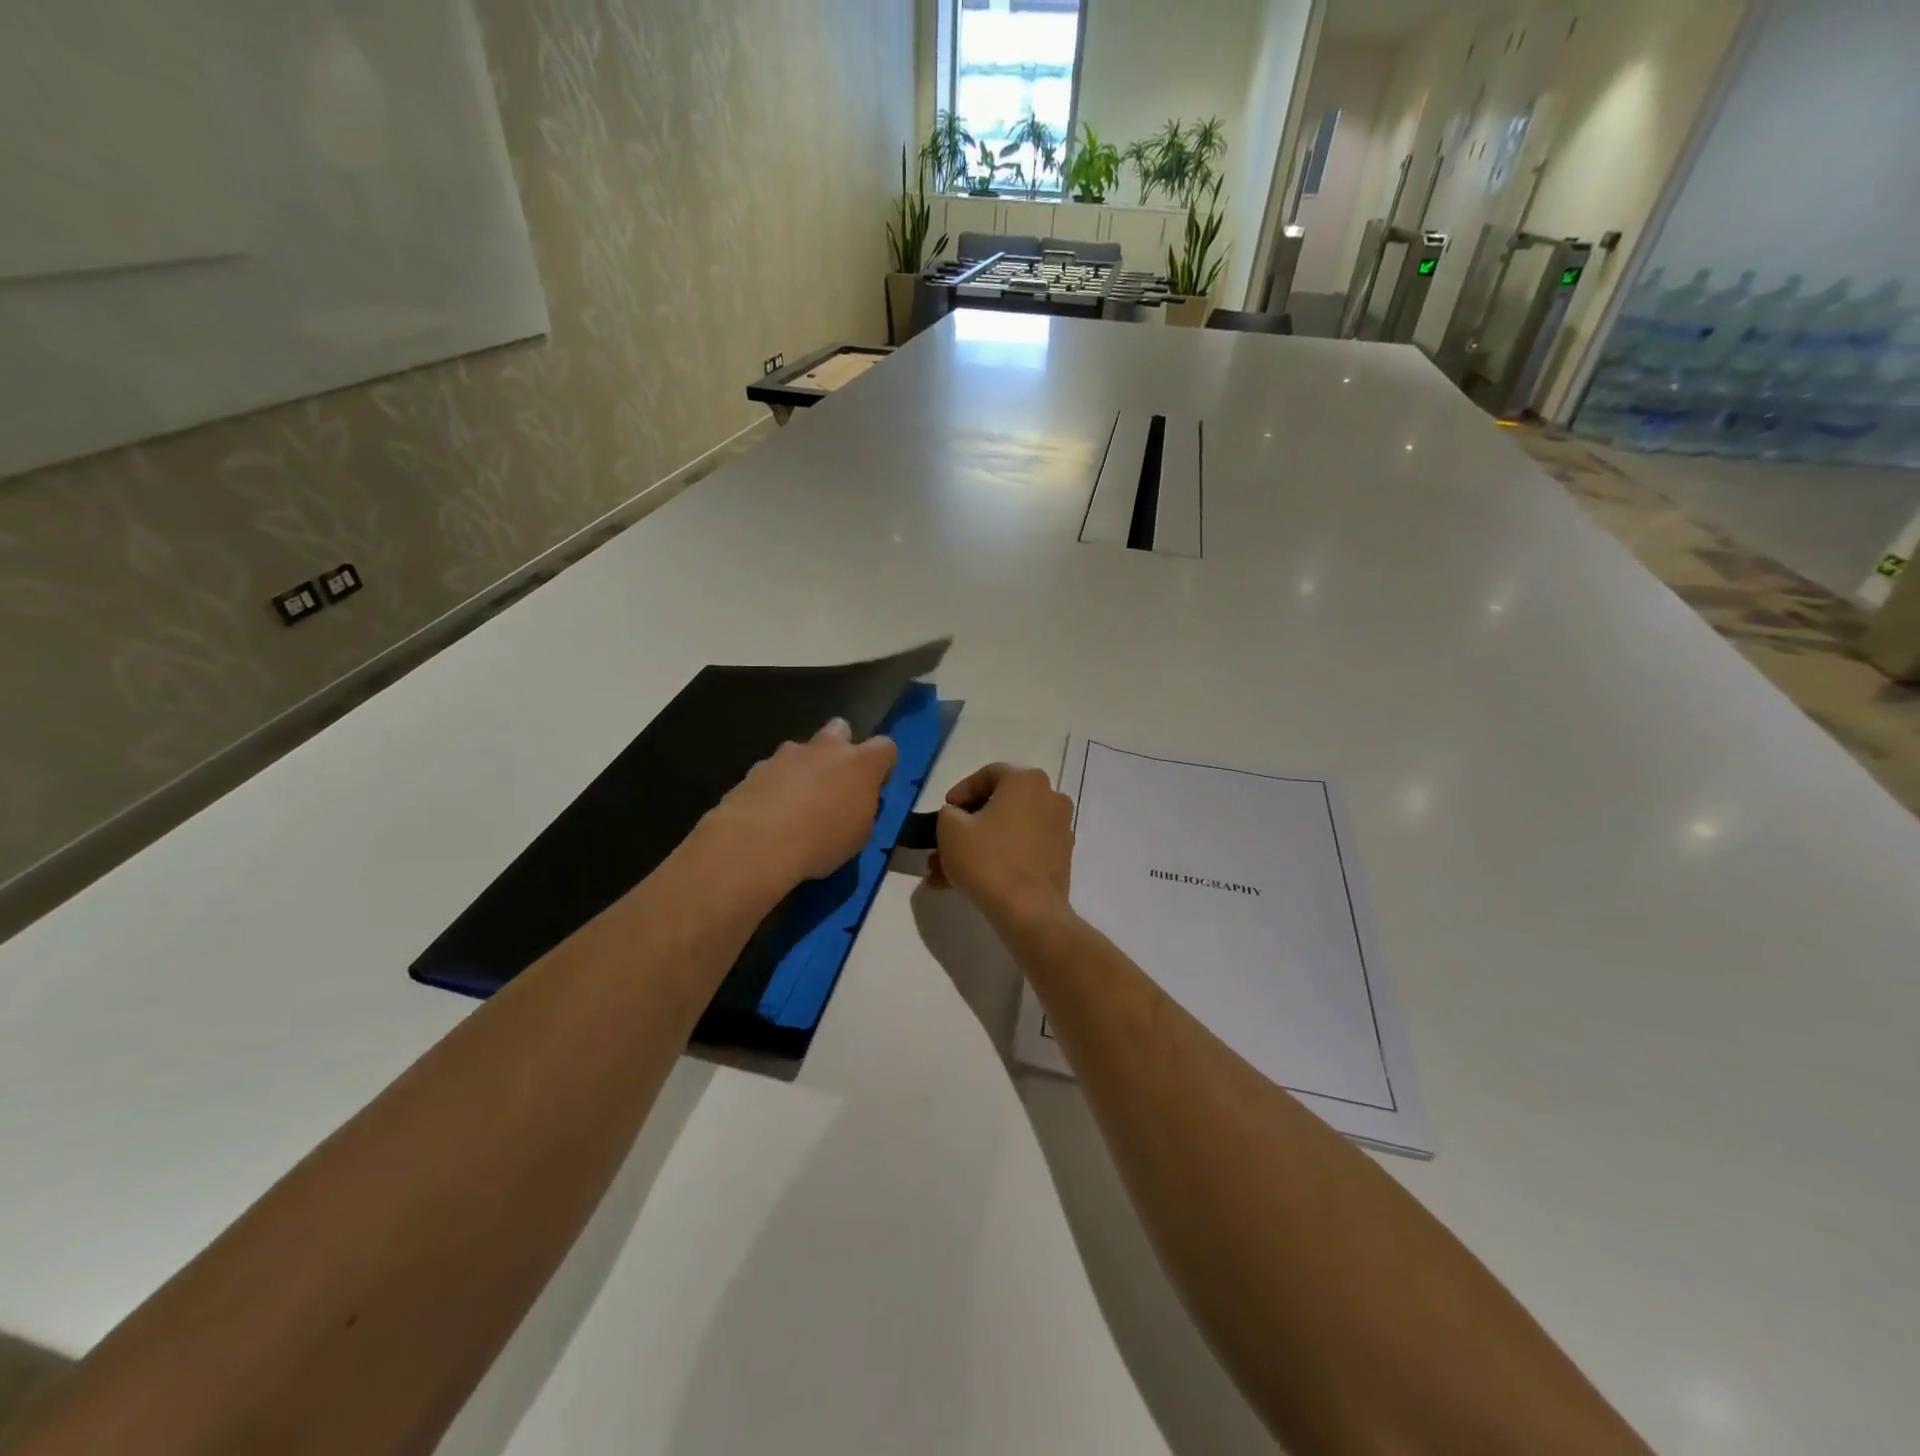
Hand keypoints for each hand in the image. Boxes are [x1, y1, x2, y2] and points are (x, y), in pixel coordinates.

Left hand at [703, 720, 897, 895]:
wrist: (757, 843)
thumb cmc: (821, 841)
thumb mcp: (859, 835)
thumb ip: (862, 809)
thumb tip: (854, 802)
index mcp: (861, 763)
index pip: (885, 747)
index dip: (883, 765)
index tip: (875, 788)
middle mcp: (826, 748)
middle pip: (840, 729)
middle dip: (840, 749)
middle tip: (834, 782)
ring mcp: (788, 754)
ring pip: (802, 750)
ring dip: (804, 769)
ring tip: (796, 805)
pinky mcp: (757, 768)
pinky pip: (774, 770)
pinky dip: (776, 785)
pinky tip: (770, 814)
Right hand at [929, 763, 1073, 925]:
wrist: (1027, 910)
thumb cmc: (987, 858)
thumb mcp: (950, 828)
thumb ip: (949, 813)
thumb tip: (957, 816)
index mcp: (1027, 781)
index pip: (989, 774)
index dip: (961, 791)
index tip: (945, 810)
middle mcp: (1050, 798)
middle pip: (1000, 806)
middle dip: (966, 826)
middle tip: (943, 843)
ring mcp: (1060, 830)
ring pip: (1008, 832)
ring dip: (977, 847)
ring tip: (946, 873)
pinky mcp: (1060, 859)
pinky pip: (1022, 851)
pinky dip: (998, 860)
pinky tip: (969, 883)